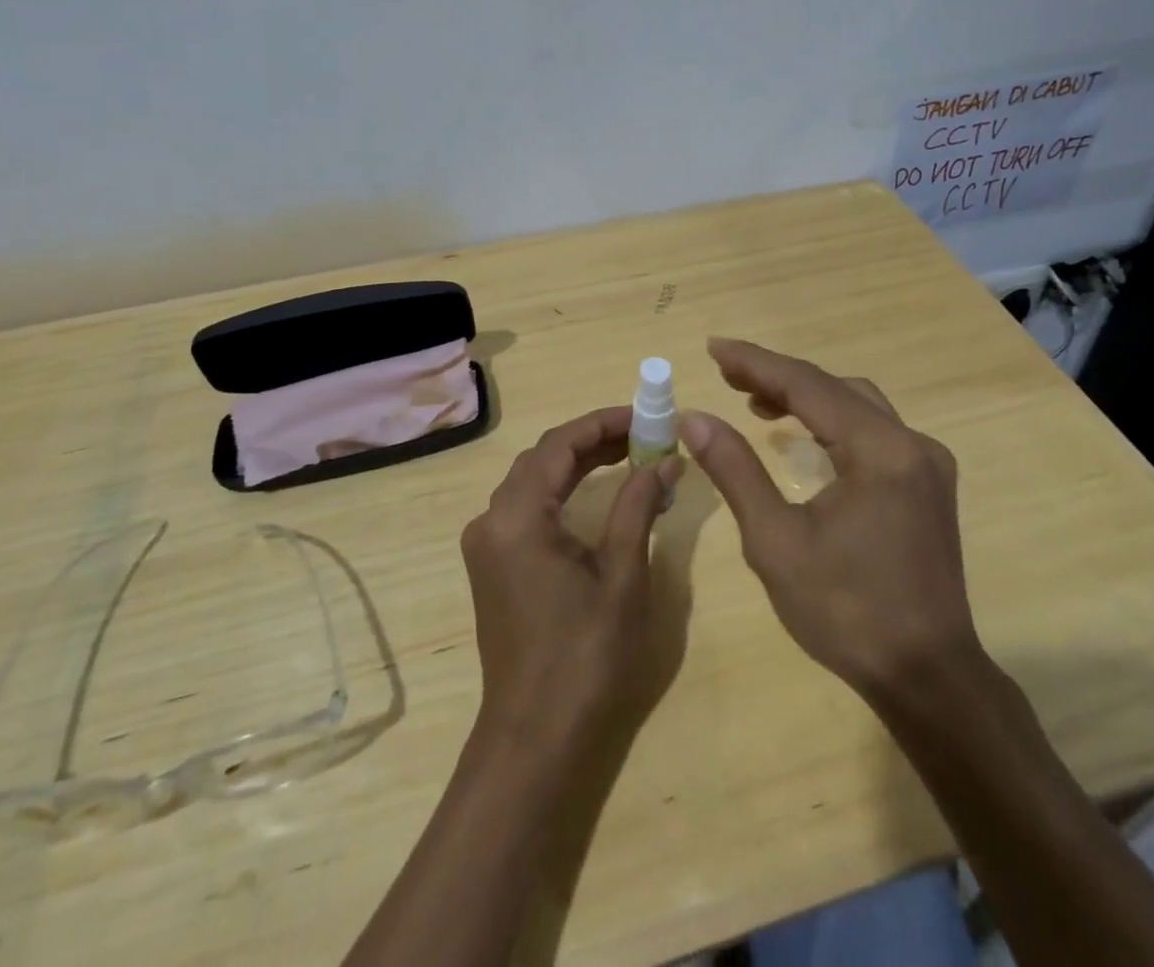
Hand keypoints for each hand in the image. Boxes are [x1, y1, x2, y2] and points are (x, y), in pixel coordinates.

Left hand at [460, 407, 683, 749]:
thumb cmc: (586, 655)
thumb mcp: (623, 574)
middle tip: (645, 434)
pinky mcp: (493, 564)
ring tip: (630, 454)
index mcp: (517, 515)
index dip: (604, 422)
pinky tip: (596, 492)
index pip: (561, 444)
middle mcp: (491, 519)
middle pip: (543, 457)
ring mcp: (487, 543)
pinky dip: (562, 490)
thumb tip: (666, 458)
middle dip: (594, 439)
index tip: (646, 415)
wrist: (536, 738)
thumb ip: (638, 505)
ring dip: (578, 463)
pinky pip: (527, 507)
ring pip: (534, 480)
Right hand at [681, 338, 978, 699]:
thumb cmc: (845, 612)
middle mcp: (911, 443)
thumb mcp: (775, 541)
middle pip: (835, 388)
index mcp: (880, 451)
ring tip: (756, 403)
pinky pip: (874, 431)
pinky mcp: (928, 484)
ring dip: (806, 398)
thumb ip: (735, 470)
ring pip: (857, 406)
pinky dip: (833, 423)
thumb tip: (694, 418)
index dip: (756, 363)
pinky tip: (803, 440)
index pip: (808, 386)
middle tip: (726, 375)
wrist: (927, 678)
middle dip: (778, 378)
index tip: (714, 347)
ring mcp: (926, 463)